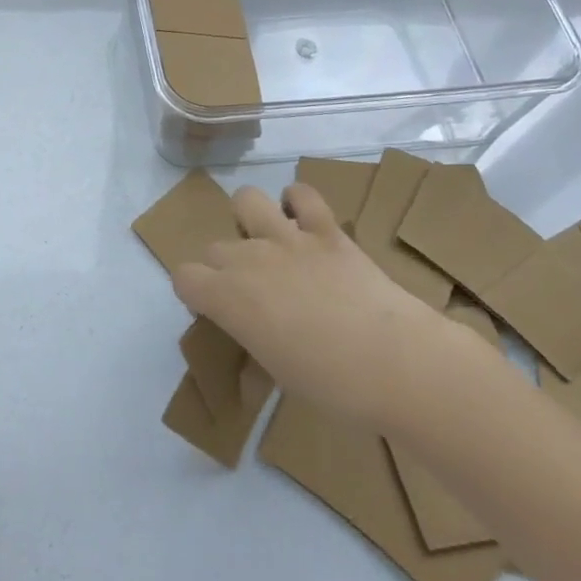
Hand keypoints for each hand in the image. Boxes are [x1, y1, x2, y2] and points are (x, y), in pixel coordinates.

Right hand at [171, 184, 490, 433]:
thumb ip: (253, 344)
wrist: (397, 363)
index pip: (184, 277)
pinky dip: (298, 202)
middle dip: (224, 266)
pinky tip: (305, 222)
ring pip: (245, 200)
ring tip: (268, 242)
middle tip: (252, 292)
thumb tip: (253, 346)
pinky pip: (302, 194)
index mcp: (228, 298)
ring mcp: (288, 238)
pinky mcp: (326, 229)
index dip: (195, 292)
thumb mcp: (278, 374)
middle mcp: (248, 258)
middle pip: (214, 247)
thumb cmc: (332, 386)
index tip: (214, 309)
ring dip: (250, 219)